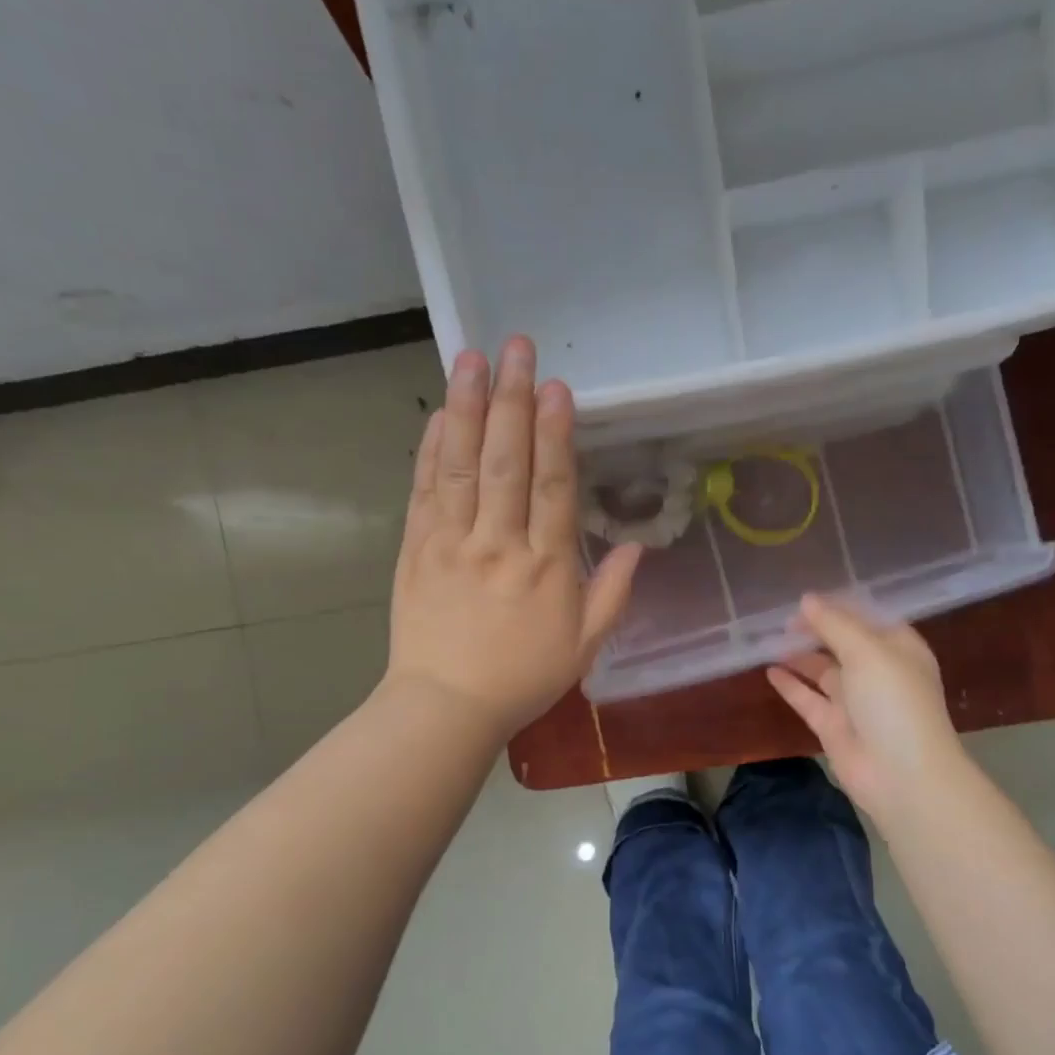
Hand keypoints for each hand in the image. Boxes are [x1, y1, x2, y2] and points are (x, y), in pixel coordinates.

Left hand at [385, 337, 640, 740]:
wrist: (446, 707)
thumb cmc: (522, 679)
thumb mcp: (584, 646)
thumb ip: (613, 594)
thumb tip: (638, 546)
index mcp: (546, 567)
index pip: (552, 486)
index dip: (556, 433)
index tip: (556, 387)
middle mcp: (499, 544)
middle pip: (507, 462)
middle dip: (514, 399)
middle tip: (517, 348)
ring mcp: (452, 543)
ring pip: (462, 465)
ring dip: (468, 408)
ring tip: (472, 359)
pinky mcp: (416, 549)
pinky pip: (425, 491)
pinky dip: (433, 449)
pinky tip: (442, 414)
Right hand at [766, 594, 964, 831]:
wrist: (901, 774)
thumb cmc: (893, 702)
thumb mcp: (867, 652)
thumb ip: (834, 624)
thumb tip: (806, 600)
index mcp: (898, 648)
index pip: (866, 618)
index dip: (837, 606)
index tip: (804, 598)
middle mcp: (878, 672)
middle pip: (842, 643)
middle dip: (815, 630)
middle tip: (781, 619)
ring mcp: (855, 701)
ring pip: (822, 670)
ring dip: (799, 655)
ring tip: (769, 639)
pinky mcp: (833, 726)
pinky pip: (808, 698)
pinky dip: (790, 685)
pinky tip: (768, 670)